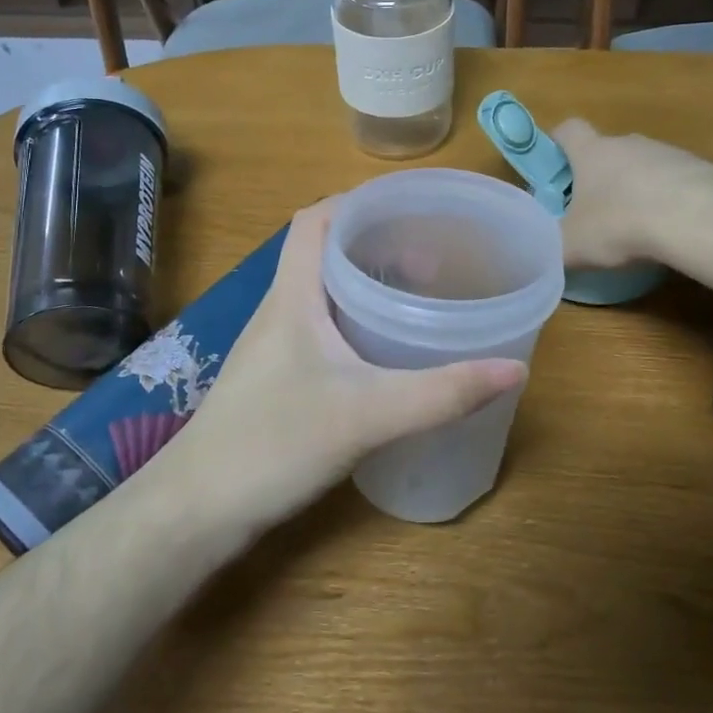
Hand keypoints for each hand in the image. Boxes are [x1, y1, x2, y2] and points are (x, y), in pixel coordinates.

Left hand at [166, 202, 527, 535]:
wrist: (198, 509)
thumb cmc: (273, 444)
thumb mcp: (367, 415)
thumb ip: (441, 393)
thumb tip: (515, 369)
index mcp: (293, 296)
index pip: (314, 220)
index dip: (357, 202)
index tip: (409, 208)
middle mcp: (280, 310)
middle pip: (323, 251)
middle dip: (377, 242)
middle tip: (433, 255)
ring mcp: (275, 346)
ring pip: (323, 292)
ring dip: (367, 283)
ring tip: (419, 294)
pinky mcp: (278, 378)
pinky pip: (322, 329)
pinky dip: (356, 322)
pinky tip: (386, 351)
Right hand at [551, 119, 712, 268]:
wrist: (697, 219)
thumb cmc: (621, 224)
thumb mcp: (572, 246)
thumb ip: (552, 247)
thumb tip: (543, 253)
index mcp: (591, 153)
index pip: (568, 129)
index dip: (558, 143)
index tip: (555, 167)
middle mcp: (628, 143)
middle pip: (607, 151)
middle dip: (599, 178)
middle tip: (594, 213)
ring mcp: (667, 153)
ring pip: (642, 167)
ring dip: (636, 190)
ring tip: (637, 228)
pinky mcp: (700, 169)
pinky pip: (674, 182)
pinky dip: (668, 201)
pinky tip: (670, 231)